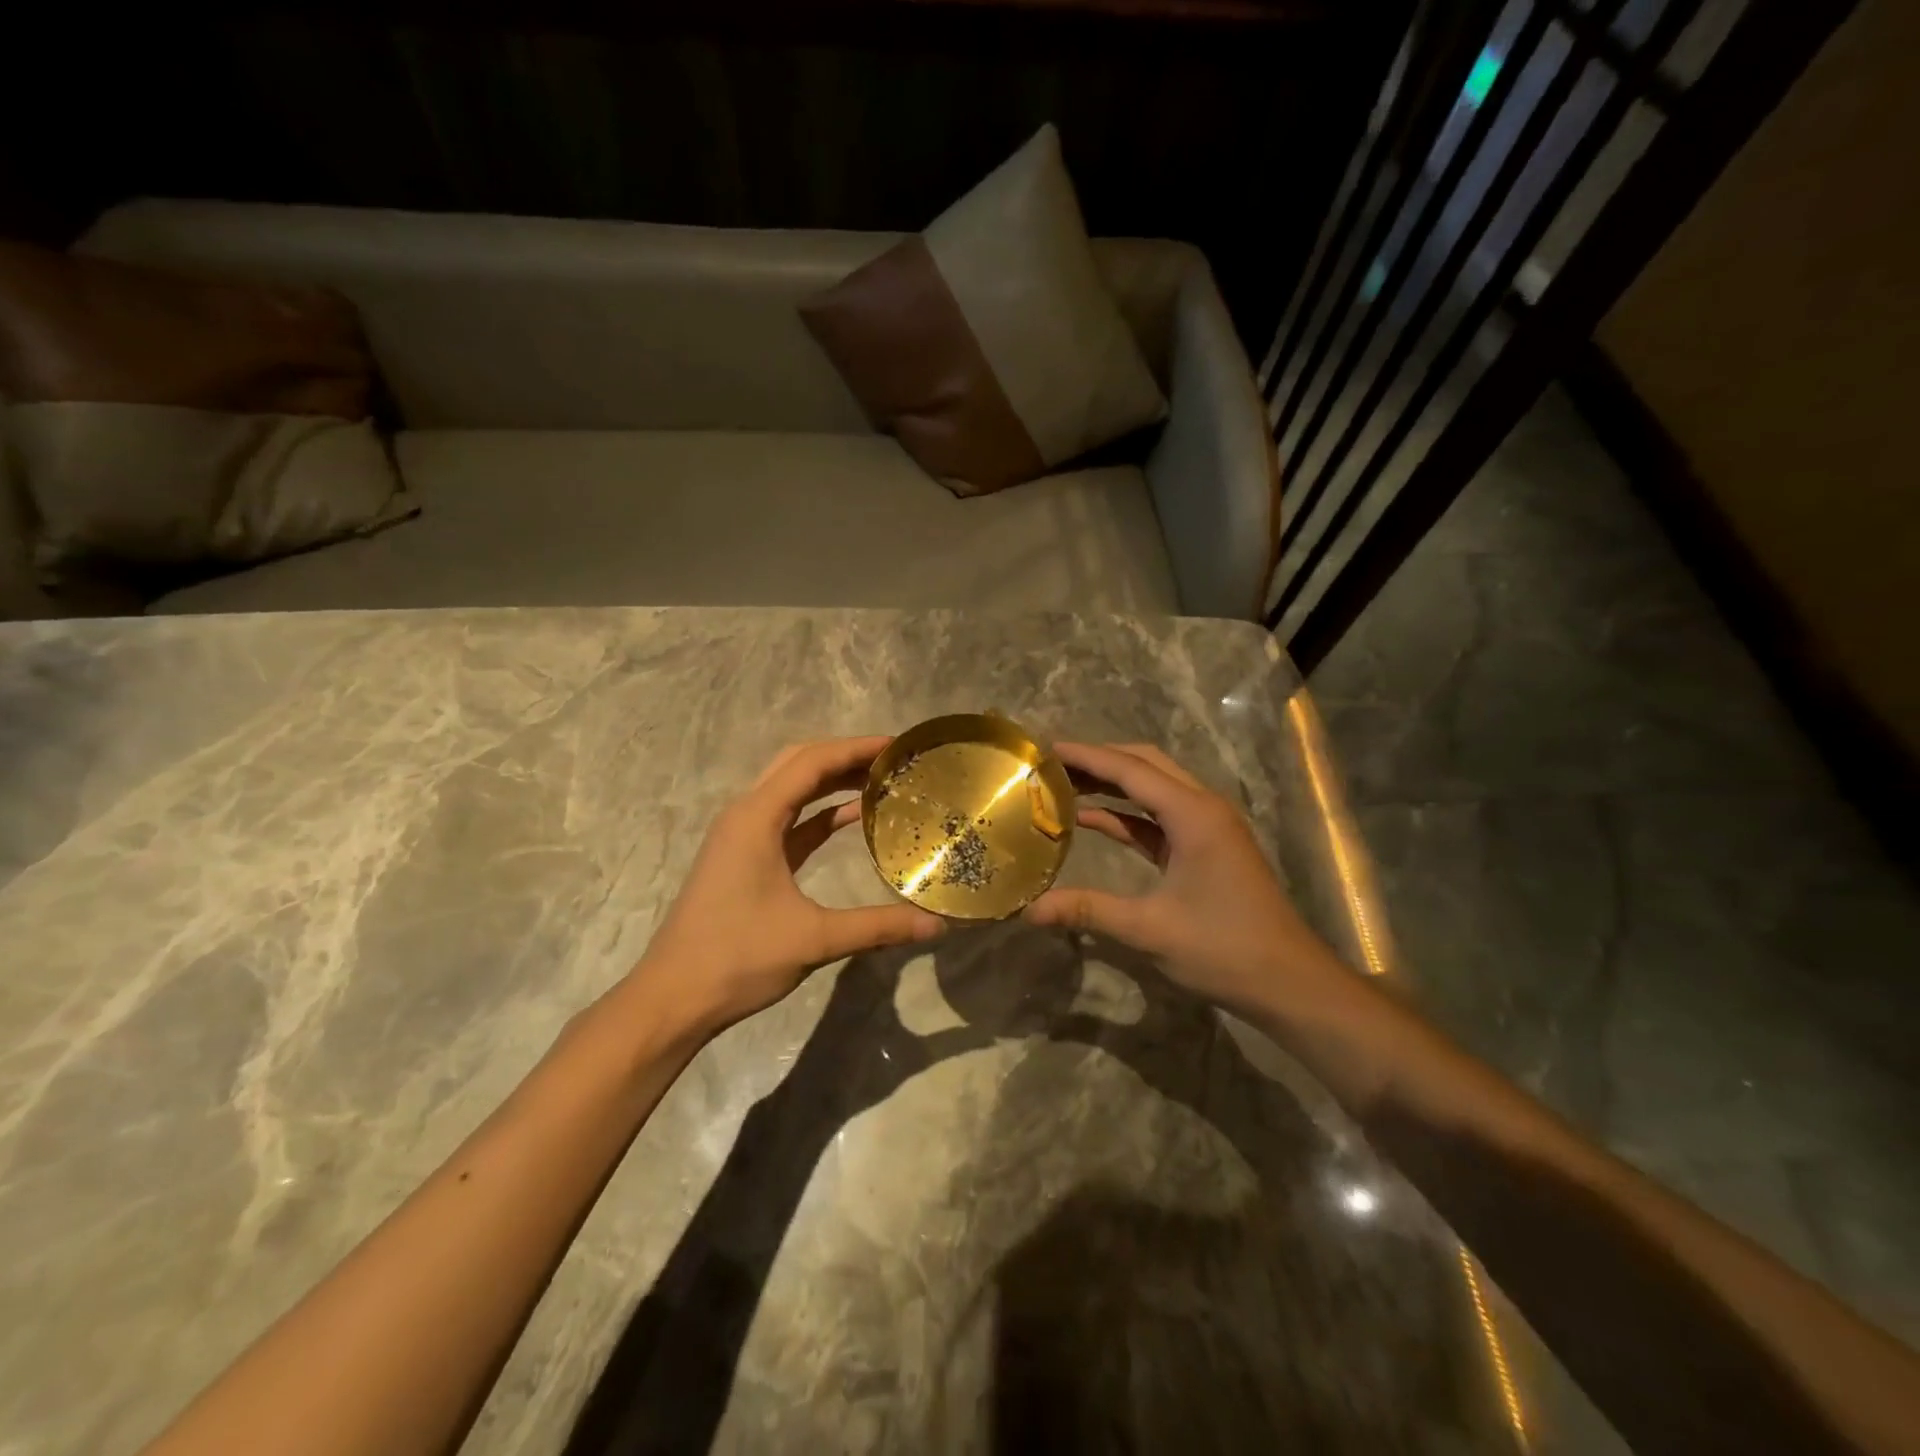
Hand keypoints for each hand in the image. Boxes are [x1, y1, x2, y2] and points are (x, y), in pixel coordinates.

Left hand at [634, 737, 945, 1034]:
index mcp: (756, 818)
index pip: (812, 762)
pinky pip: (788, 819)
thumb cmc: (738, 959)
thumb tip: (937, 927)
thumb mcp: (814, 940)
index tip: (897, 746)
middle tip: (891, 760)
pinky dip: (819, 812)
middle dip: (845, 756)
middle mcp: (746, 815)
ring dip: (832, 781)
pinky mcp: (745, 858)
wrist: (673, 998)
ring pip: (791, 790)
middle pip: (799, 764)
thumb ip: (878, 927)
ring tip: (880, 781)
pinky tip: (852, 818)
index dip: (856, 748)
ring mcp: (742, 837)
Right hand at [1024, 743, 1345, 1013]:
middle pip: (1145, 765)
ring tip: (1064, 783)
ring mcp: (1207, 827)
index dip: (1087, 756)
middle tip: (1052, 764)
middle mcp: (1202, 808)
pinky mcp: (1205, 848)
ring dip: (1112, 784)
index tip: (1046, 748)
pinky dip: (1126, 814)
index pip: (1130, 769)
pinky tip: (1091, 819)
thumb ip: (1088, 910)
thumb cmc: (1224, 949)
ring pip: (1153, 788)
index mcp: (1193, 814)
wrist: (1289, 983)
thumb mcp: (1150, 929)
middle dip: (1099, 760)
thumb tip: (1029, 911)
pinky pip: (1159, 818)